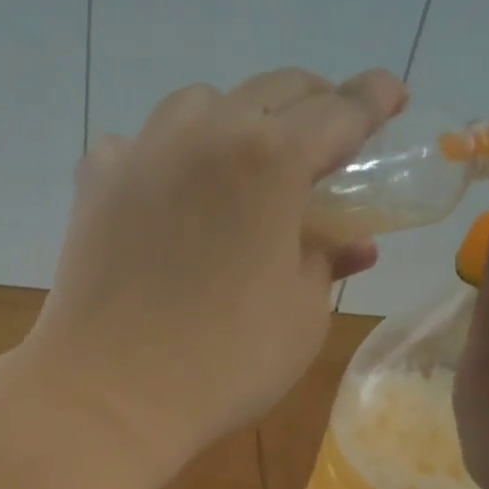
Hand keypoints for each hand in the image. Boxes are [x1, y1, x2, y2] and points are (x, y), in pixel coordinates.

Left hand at [24, 68, 406, 463]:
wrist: (110, 396)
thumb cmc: (223, 364)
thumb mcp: (302, 317)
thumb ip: (326, 263)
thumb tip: (347, 243)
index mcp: (270, 161)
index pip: (338, 111)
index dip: (373, 99)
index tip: (392, 95)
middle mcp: (205, 135)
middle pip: (271, 92)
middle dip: (312, 102)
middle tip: (329, 133)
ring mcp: (142, 154)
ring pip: (199, 105)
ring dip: (235, 119)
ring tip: (246, 159)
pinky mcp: (96, 185)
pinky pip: (137, 145)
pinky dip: (164, 156)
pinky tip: (168, 190)